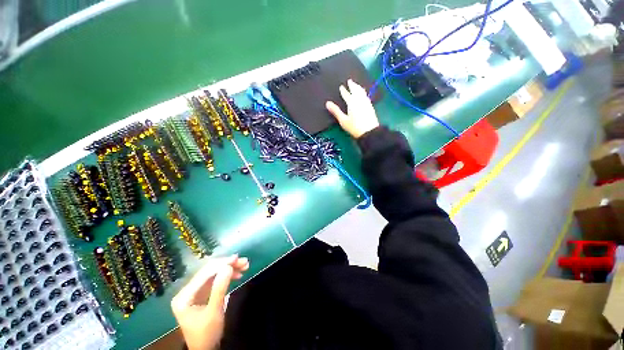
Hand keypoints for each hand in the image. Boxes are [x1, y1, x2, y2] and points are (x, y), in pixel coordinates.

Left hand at [171, 255, 249, 349]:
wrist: (205, 349)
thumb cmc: (207, 333)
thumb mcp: (214, 311)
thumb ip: (220, 288)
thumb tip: (228, 266)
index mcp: (184, 296)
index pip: (204, 273)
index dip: (221, 264)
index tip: (237, 258)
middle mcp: (187, 291)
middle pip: (209, 272)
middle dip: (227, 265)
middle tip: (244, 261)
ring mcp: (194, 292)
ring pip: (213, 274)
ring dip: (229, 269)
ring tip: (244, 266)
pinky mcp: (202, 294)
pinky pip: (215, 280)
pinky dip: (227, 276)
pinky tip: (237, 274)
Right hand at [326, 79, 379, 138]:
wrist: (369, 131)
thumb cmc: (354, 127)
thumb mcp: (343, 120)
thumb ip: (336, 111)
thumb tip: (327, 103)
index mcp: (352, 102)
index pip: (347, 95)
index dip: (343, 91)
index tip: (341, 86)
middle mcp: (359, 100)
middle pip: (356, 90)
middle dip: (352, 85)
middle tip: (350, 80)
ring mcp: (366, 102)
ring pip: (362, 92)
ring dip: (358, 87)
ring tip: (357, 85)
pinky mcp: (370, 106)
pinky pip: (366, 96)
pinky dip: (363, 92)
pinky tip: (364, 94)